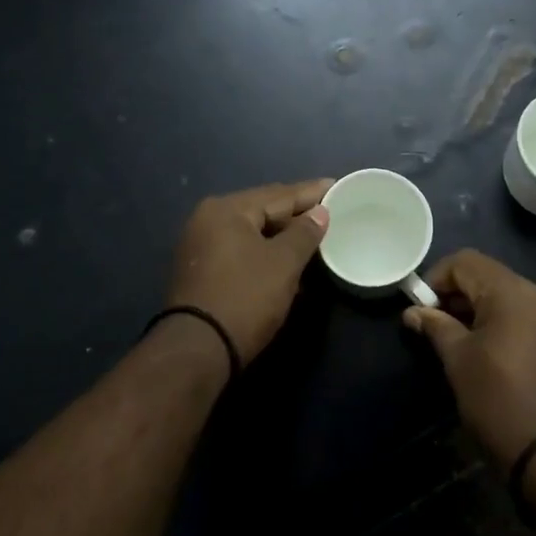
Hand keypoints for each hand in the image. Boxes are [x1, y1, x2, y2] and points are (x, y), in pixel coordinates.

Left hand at [165, 180, 332, 363]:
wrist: (199, 349)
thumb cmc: (245, 297)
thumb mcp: (283, 263)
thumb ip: (305, 233)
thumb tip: (320, 212)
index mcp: (227, 210)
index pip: (279, 194)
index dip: (311, 192)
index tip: (336, 186)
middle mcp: (209, 220)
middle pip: (263, 210)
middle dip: (297, 213)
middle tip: (329, 210)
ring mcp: (202, 246)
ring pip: (253, 233)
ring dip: (283, 236)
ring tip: (315, 236)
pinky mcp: (203, 271)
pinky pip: (243, 251)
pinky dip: (266, 253)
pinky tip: (290, 261)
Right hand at [401, 250, 535, 468]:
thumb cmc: (500, 402)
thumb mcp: (459, 362)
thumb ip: (436, 327)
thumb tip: (413, 312)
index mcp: (514, 292)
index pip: (467, 262)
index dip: (437, 278)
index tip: (421, 308)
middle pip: (492, 278)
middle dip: (460, 296)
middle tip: (437, 327)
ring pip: (514, 299)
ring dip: (485, 312)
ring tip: (464, 343)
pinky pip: (533, 319)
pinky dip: (510, 326)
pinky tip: (496, 355)